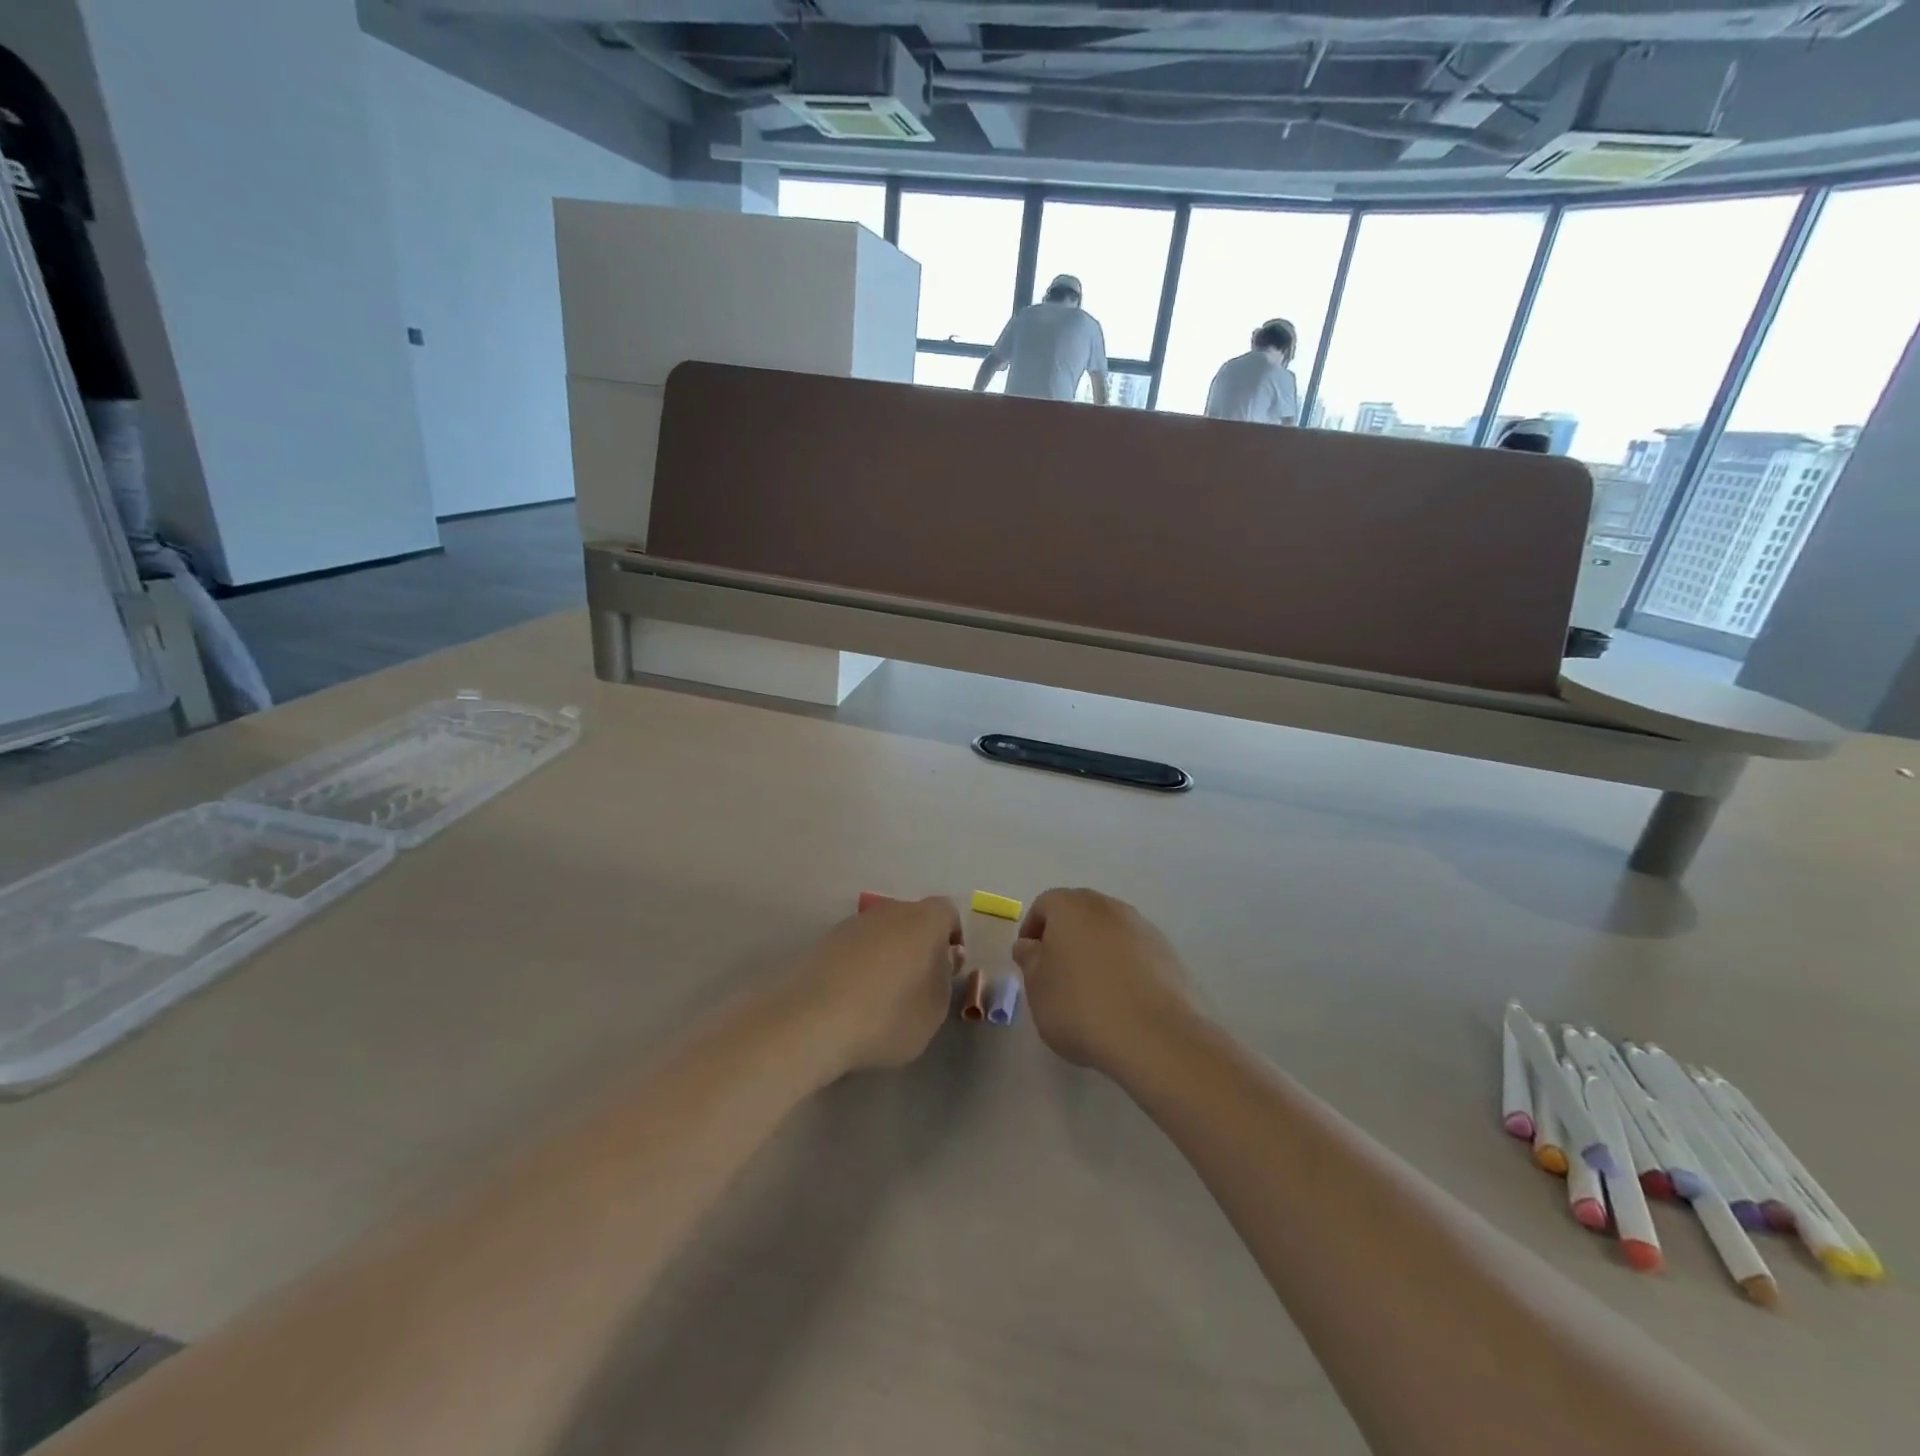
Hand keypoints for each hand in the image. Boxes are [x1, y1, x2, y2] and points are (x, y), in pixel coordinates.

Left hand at [799, 897, 964, 1072]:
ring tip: (883, 995)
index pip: (948, 913)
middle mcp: (890, 911)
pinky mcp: (825, 941)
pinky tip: (854, 997)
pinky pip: (856, 947)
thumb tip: (939, 961)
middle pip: (913, 919)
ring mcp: (853, 923)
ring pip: (882, 932)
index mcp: (924, 919)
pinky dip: (861, 964)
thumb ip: (944, 980)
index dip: (952, 937)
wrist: (812, 1021)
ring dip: (888, 954)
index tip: (948, 969)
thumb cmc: (888, 1015)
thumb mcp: (935, 1010)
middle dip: (919, 944)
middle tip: (918, 982)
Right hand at [1013, 889, 1201, 1074]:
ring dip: (1097, 951)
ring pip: (1110, 932)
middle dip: (1066, 937)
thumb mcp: (1037, 988)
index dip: (1032, 930)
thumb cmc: (1081, 1006)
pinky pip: (1136, 953)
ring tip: (1093, 991)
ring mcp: (1143, 927)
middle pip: (1080, 913)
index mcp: (1071, 907)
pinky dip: (1125, 967)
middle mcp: (1108, 907)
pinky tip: (1123, 1001)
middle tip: (1057, 974)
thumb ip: (1029, 960)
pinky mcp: (1169, 953)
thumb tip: (1030, 945)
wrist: (1155, 1035)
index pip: (1044, 905)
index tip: (1029, 961)